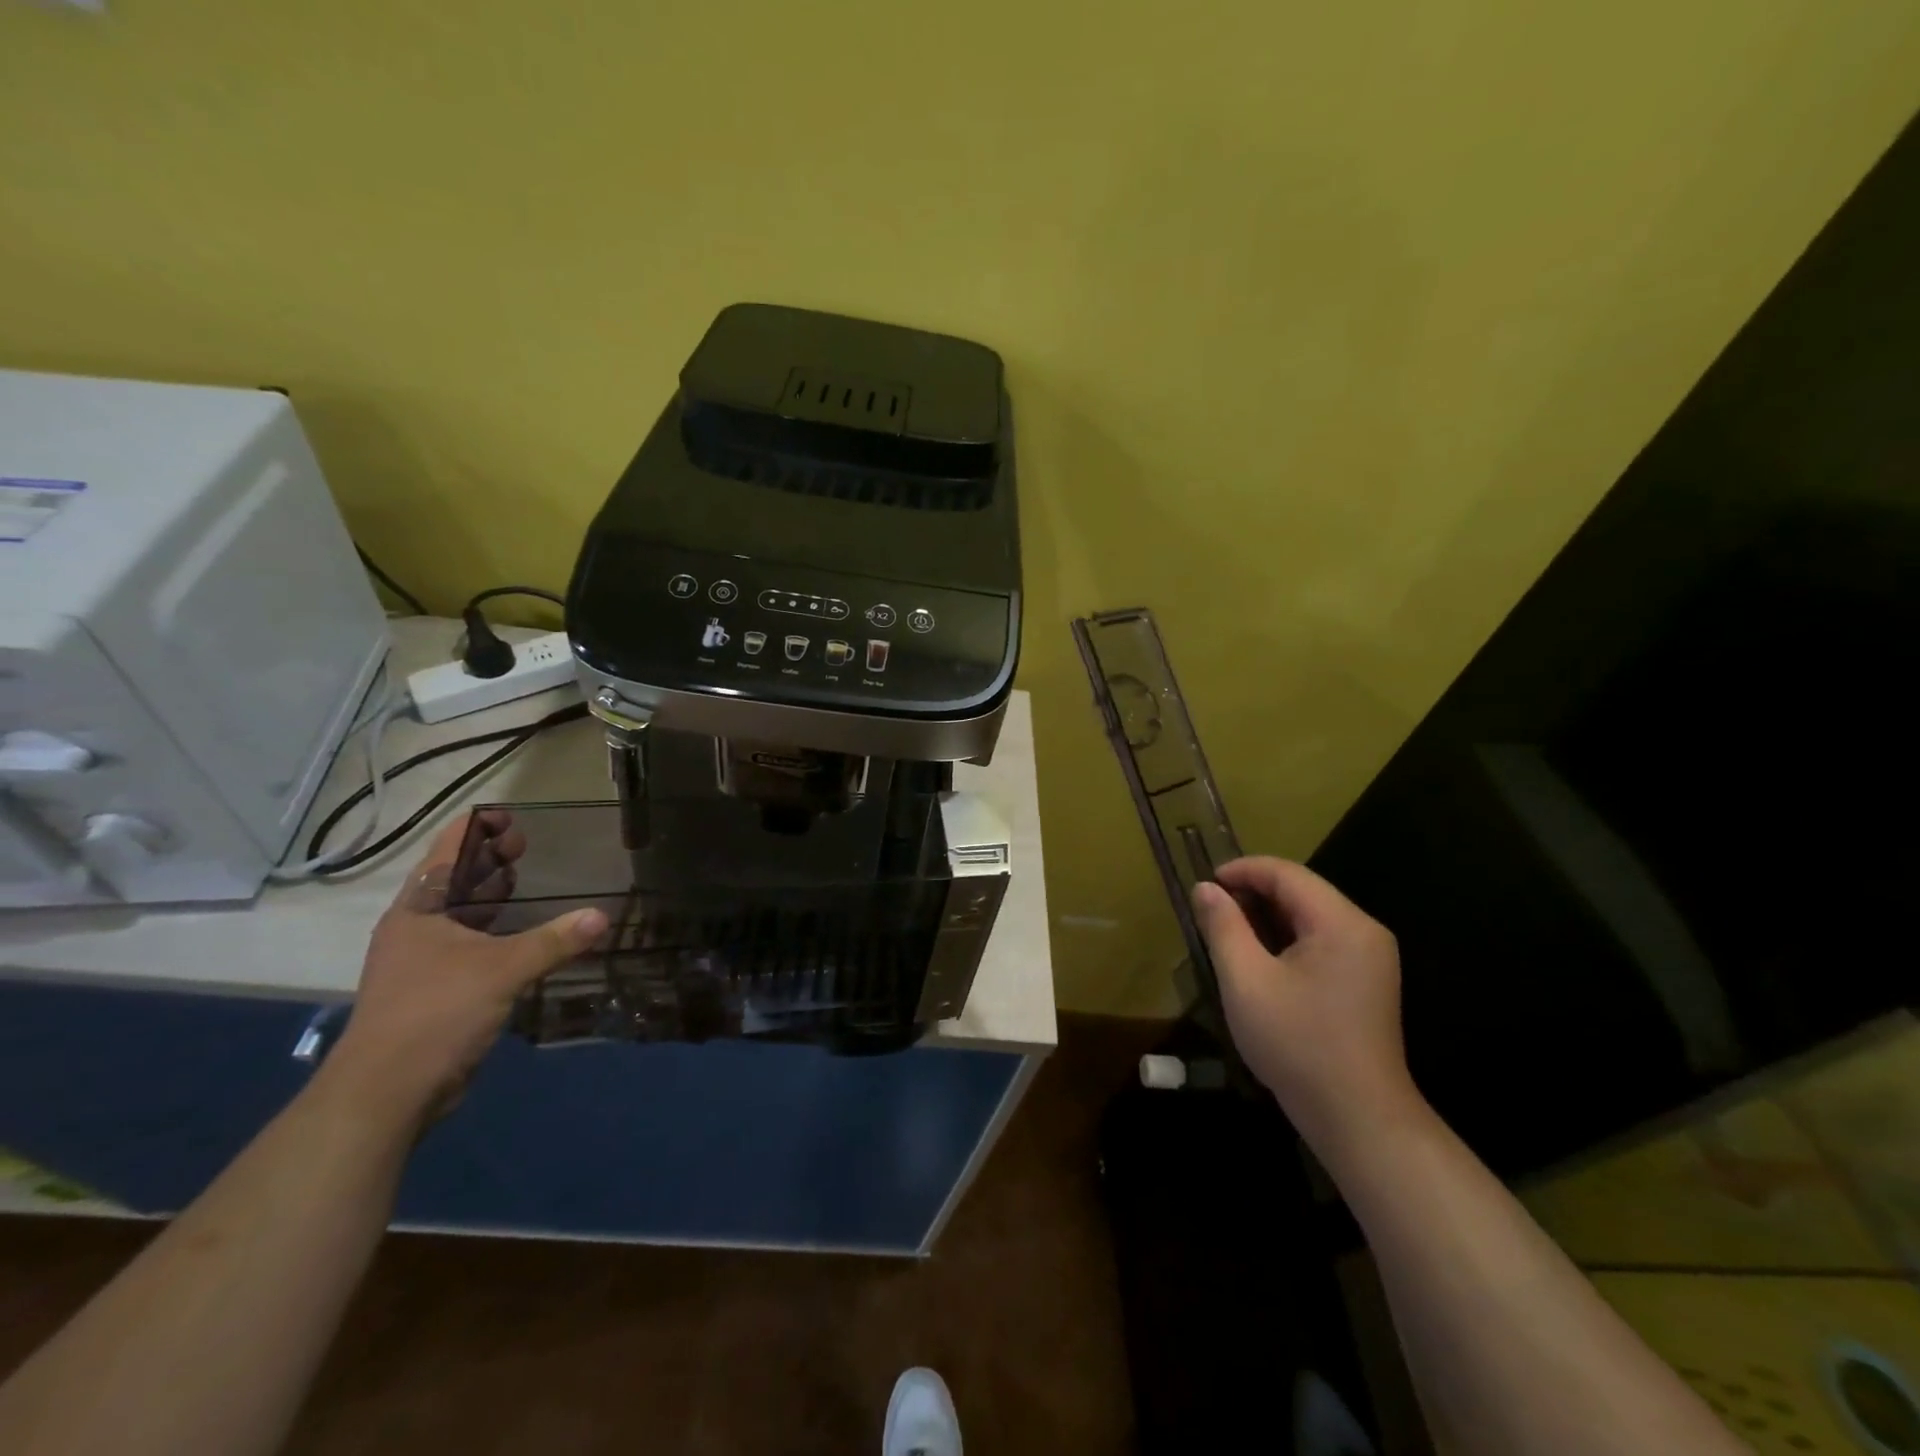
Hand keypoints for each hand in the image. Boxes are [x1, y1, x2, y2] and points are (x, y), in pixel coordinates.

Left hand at [321, 811, 607, 1123]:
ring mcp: (423, 961)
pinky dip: (499, 933)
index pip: (448, 853)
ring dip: (494, 899)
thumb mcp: (501, 970)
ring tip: (531, 882)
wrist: (386, 1093)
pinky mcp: (437, 990)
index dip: (478, 830)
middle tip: (529, 845)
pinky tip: (527, 936)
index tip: (512, 815)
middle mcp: (416, 929)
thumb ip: (554, 941)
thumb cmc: (435, 1013)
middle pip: (454, 881)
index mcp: (418, 910)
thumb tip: (601, 916)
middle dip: (490, 862)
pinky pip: (473, 947)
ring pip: (463, 916)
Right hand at [1191, 858, 1422, 1155]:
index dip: (1241, 871)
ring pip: (1309, 916)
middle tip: (1210, 913)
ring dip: (1266, 918)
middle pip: (1301, 891)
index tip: (1204, 886)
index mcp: (1341, 923)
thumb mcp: (1246, 982)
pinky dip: (1285, 939)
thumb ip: (1223, 927)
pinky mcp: (1366, 980)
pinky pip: (1320, 941)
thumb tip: (1205, 888)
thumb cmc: (1298, 1045)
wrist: (1357, 1119)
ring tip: (1227, 934)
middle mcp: (1363, 930)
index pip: (1287, 874)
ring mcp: (1370, 957)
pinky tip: (1259, 961)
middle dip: (1252, 894)